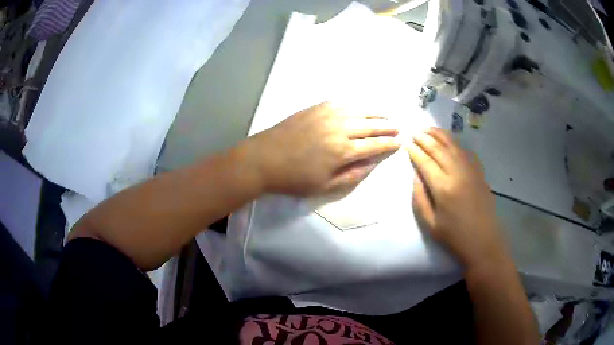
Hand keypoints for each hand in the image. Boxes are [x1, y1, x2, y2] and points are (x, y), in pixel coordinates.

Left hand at [248, 101, 400, 195]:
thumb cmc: (293, 178)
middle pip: (371, 126)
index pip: (374, 146)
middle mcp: (340, 128)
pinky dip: (355, 104)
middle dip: (386, 127)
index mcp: (343, 151)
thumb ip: (352, 175)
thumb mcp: (325, 186)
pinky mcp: (316, 107)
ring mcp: (327, 115)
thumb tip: (372, 164)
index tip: (399, 142)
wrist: (263, 159)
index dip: (389, 144)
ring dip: (375, 112)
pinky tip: (361, 107)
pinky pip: (342, 102)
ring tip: (386, 114)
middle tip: (397, 127)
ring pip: (359, 110)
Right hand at [408, 127, 506, 266]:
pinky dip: (457, 143)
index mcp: (443, 188)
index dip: (415, 151)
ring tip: (429, 129)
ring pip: (454, 146)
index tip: (406, 143)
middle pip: (439, 149)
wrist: (483, 241)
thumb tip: (416, 176)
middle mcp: (458, 173)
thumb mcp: (430, 224)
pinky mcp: (480, 173)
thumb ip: (420, 198)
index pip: (425, 162)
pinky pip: (467, 152)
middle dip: (425, 139)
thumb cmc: (454, 237)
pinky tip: (451, 141)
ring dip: (440, 135)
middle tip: (414, 132)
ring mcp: (471, 171)